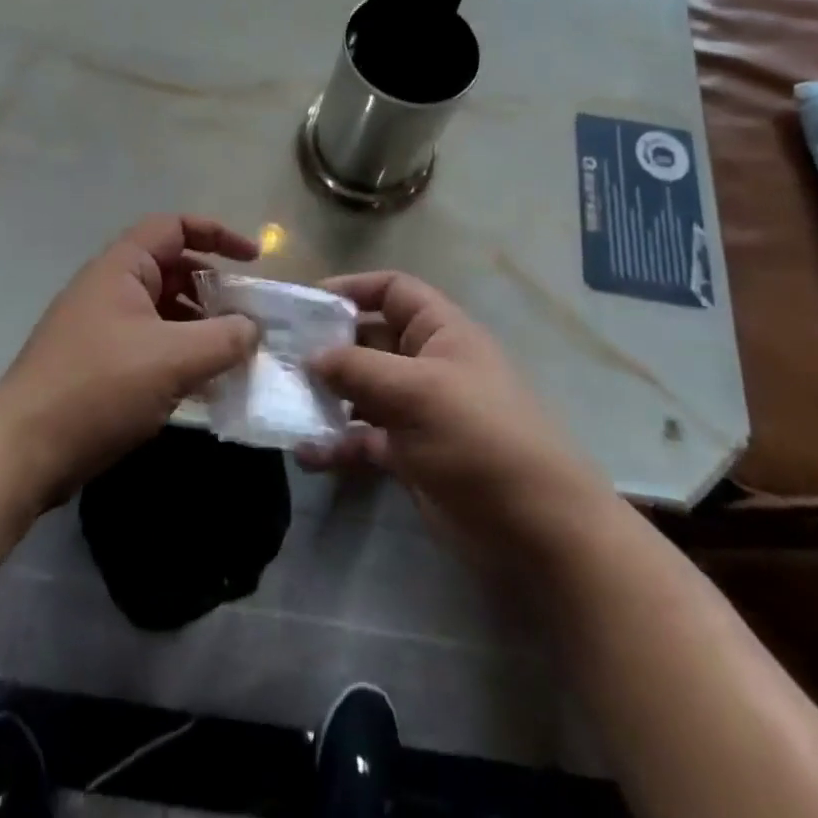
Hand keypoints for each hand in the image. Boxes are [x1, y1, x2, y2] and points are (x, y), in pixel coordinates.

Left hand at [0, 215, 259, 504]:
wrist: (20, 452)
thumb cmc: (98, 388)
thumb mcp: (173, 359)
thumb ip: (224, 339)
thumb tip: (253, 329)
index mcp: (122, 268)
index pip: (174, 227)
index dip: (217, 234)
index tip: (254, 259)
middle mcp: (111, 289)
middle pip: (173, 270)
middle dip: (215, 289)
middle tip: (248, 316)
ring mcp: (102, 328)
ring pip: (165, 312)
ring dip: (201, 328)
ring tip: (236, 355)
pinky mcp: (100, 365)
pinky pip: (152, 345)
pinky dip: (181, 356)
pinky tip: (206, 386)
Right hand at [299, 272, 607, 562]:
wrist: (537, 529)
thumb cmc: (481, 437)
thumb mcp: (418, 391)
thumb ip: (358, 369)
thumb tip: (311, 355)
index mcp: (440, 332)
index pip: (393, 291)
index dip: (352, 288)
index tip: (306, 302)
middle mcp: (427, 363)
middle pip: (369, 340)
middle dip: (327, 346)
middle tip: (279, 357)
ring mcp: (418, 411)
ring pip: (361, 391)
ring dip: (325, 397)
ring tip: (284, 404)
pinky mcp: (410, 455)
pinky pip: (364, 438)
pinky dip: (337, 443)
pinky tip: (305, 454)